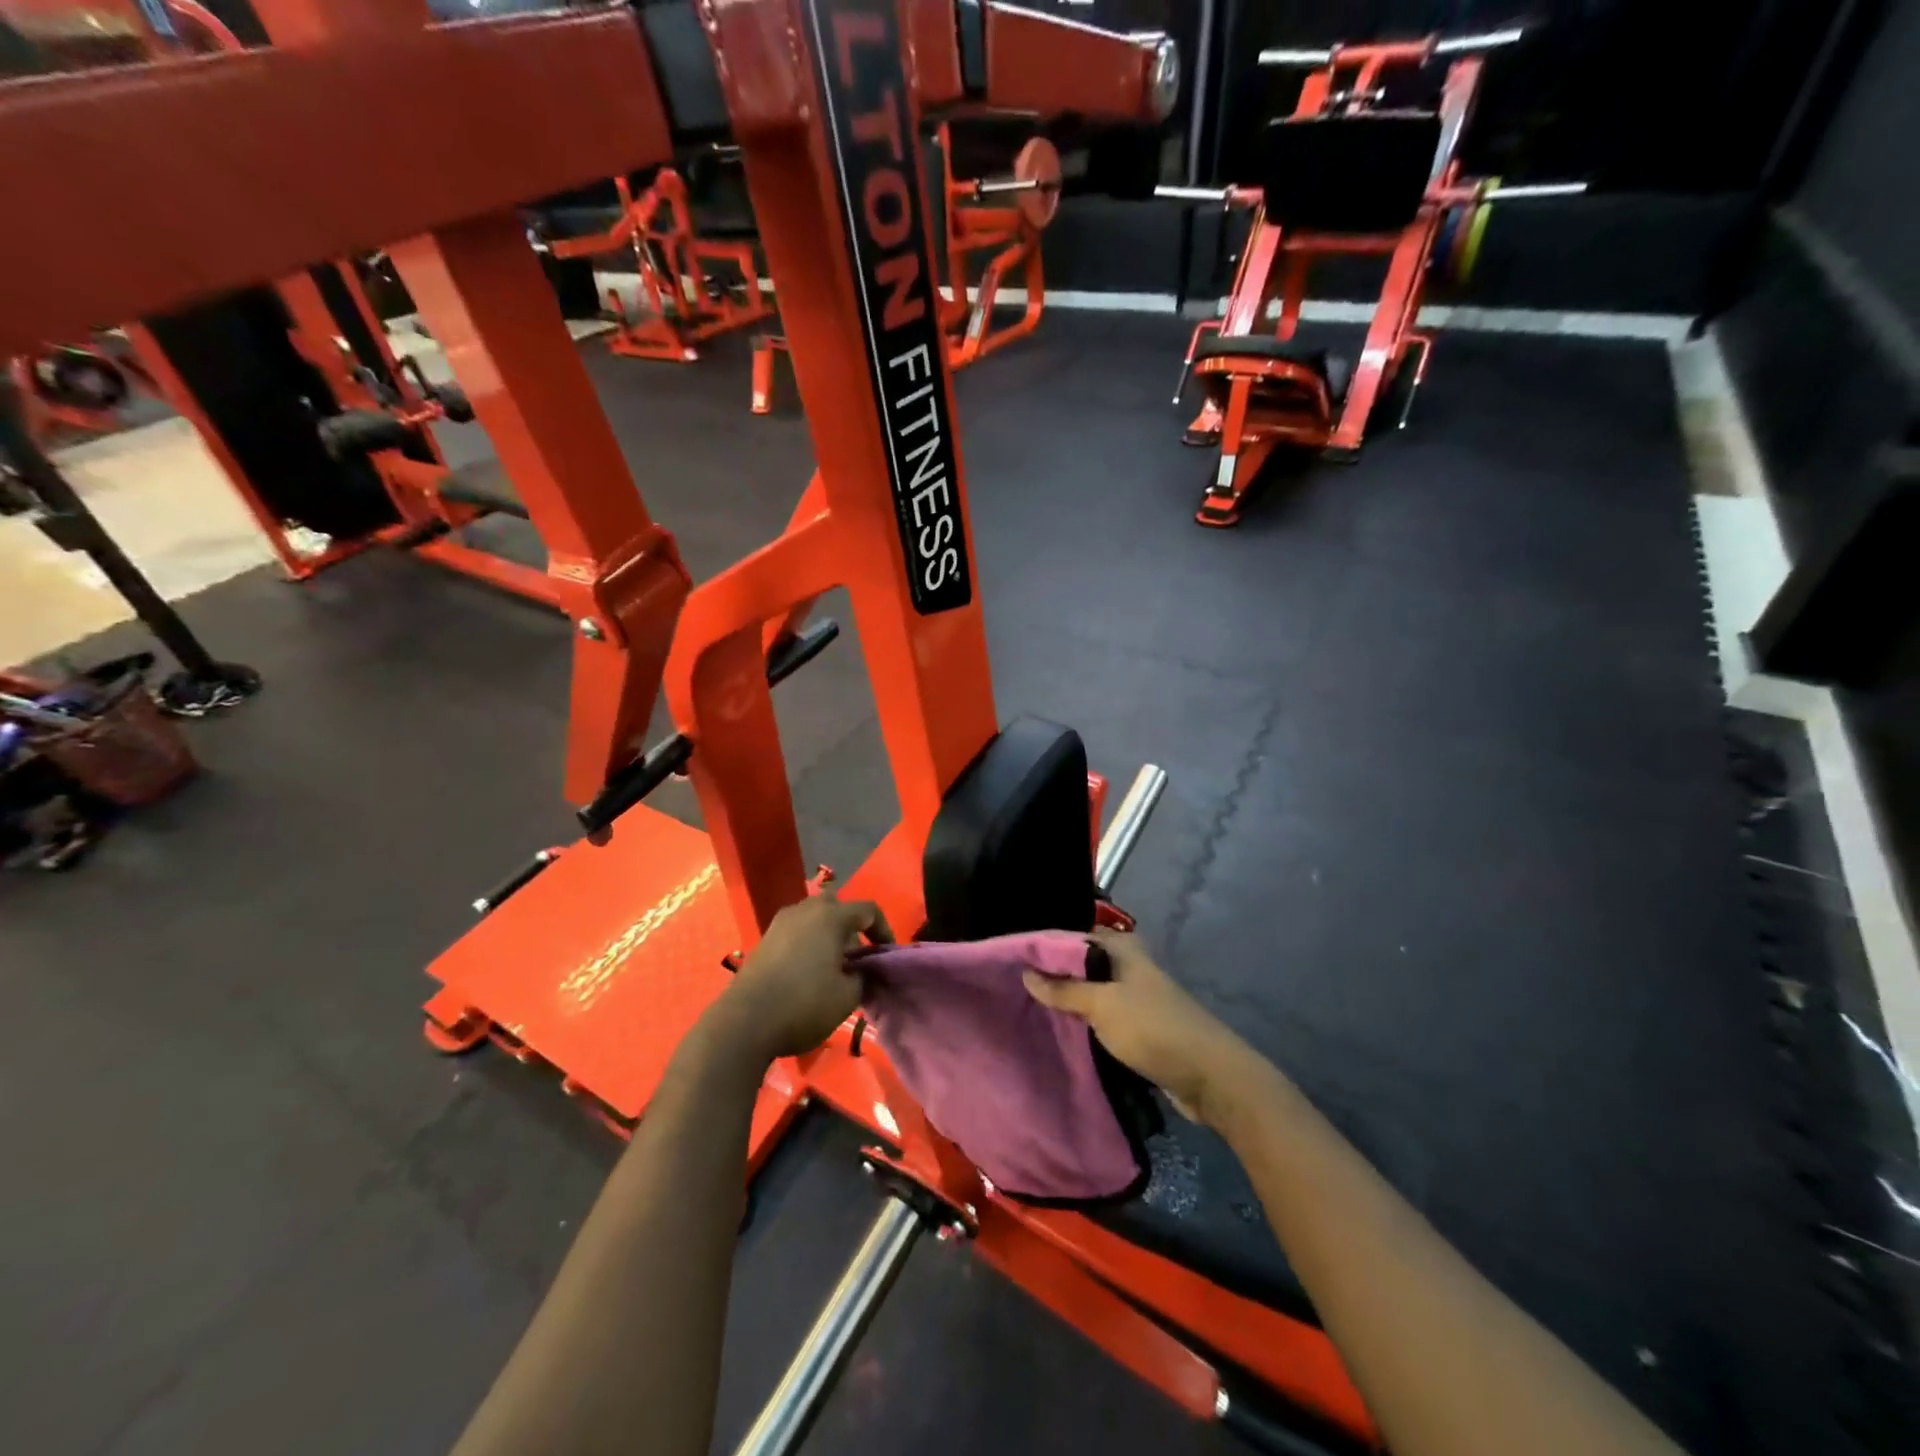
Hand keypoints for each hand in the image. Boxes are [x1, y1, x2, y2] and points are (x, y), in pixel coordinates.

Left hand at [707, 891, 891, 1062]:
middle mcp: (805, 910)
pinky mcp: (764, 938)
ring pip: (813, 916)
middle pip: (837, 905)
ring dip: (827, 933)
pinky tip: (808, 970)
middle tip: (856, 954)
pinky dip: (808, 941)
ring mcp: (781, 922)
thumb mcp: (848, 996)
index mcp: (831, 916)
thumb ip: (864, 976)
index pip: (868, 910)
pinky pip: (796, 930)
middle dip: (851, 925)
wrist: (744, 1022)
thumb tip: (863, 970)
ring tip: (832, 964)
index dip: (884, 930)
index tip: (886, 954)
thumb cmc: (804, 1005)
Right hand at [1023, 929, 1251, 1124]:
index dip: (1047, 944)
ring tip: (1030, 1007)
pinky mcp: (1141, 1027)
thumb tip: (1026, 973)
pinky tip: (1061, 1030)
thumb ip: (1064, 989)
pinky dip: (1085, 1021)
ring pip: (1093, 992)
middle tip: (1016, 984)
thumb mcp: (1102, 1005)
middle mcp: (1130, 967)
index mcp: (1123, 949)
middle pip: (1084, 964)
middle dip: (1055, 973)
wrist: (1209, 1076)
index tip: (1014, 956)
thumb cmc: (1153, 1027)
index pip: (1076, 935)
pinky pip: (1104, 1017)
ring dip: (1069, 1000)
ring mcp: (1136, 998)